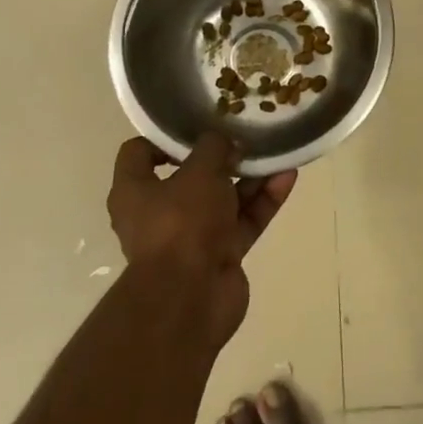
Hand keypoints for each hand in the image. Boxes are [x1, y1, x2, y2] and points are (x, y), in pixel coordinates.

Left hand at [106, 131, 297, 346]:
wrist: (192, 298)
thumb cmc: (181, 223)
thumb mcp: (199, 171)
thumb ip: (214, 147)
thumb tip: (225, 141)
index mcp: (134, 191)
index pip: (140, 153)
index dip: (165, 137)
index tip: (198, 125)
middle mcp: (158, 213)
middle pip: (190, 175)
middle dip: (221, 156)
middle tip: (246, 134)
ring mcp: (192, 236)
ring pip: (223, 197)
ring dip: (250, 176)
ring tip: (276, 151)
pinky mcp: (220, 254)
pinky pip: (243, 220)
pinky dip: (263, 200)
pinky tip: (287, 176)